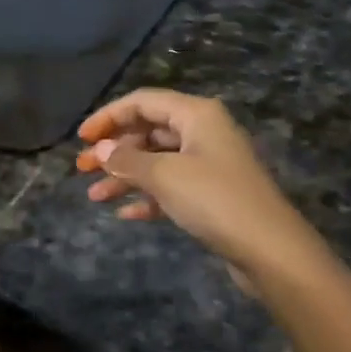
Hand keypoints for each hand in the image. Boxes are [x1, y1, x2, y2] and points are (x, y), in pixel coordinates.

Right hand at [75, 89, 327, 284]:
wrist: (270, 250)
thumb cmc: (214, 199)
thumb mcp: (164, 176)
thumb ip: (127, 160)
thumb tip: (99, 149)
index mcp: (196, 114)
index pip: (143, 101)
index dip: (108, 116)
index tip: (80, 138)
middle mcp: (204, 132)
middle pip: (149, 130)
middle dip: (114, 149)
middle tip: (81, 169)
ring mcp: (210, 164)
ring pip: (158, 161)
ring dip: (126, 176)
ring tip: (94, 197)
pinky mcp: (213, 195)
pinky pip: (171, 187)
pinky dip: (148, 196)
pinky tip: (125, 213)